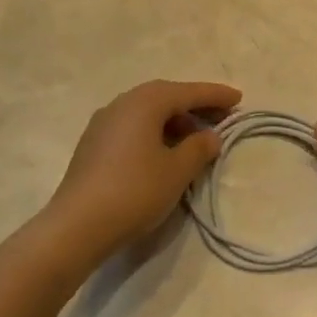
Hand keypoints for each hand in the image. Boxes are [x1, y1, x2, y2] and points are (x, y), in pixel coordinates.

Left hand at [47, 79, 241, 256]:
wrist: (77, 225)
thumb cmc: (135, 191)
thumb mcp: (177, 171)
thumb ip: (199, 148)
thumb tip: (210, 136)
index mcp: (145, 102)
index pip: (188, 92)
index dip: (215, 95)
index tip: (238, 98)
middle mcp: (122, 104)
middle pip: (165, 96)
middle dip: (194, 105)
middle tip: (220, 117)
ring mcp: (103, 123)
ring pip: (147, 112)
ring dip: (174, 120)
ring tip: (195, 138)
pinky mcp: (93, 144)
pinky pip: (132, 127)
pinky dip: (154, 131)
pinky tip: (164, 152)